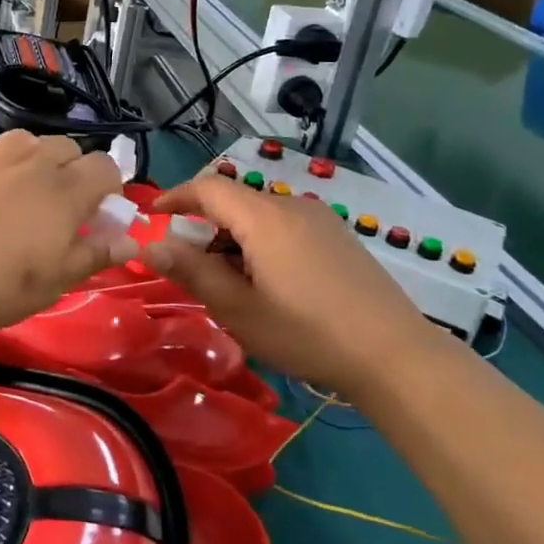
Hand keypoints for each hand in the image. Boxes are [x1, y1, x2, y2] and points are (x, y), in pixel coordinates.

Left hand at [0, 131, 134, 330]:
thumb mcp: (52, 284)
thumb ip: (93, 257)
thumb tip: (131, 242)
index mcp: (65, 192)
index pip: (105, 167)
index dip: (109, 186)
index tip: (98, 213)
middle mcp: (32, 164)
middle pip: (67, 146)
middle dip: (72, 169)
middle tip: (59, 206)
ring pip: (24, 140)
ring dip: (32, 157)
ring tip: (20, 188)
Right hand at [142, 176, 436, 391]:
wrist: (394, 355)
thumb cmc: (306, 333)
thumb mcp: (238, 308)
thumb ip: (191, 272)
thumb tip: (149, 246)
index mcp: (264, 217)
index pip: (208, 188)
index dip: (175, 197)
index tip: (152, 218)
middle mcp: (292, 206)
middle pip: (234, 202)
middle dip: (204, 228)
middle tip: (192, 270)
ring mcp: (321, 220)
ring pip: (260, 216)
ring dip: (234, 239)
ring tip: (232, 285)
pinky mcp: (339, 237)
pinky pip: (285, 227)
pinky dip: (261, 244)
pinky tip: (270, 284)